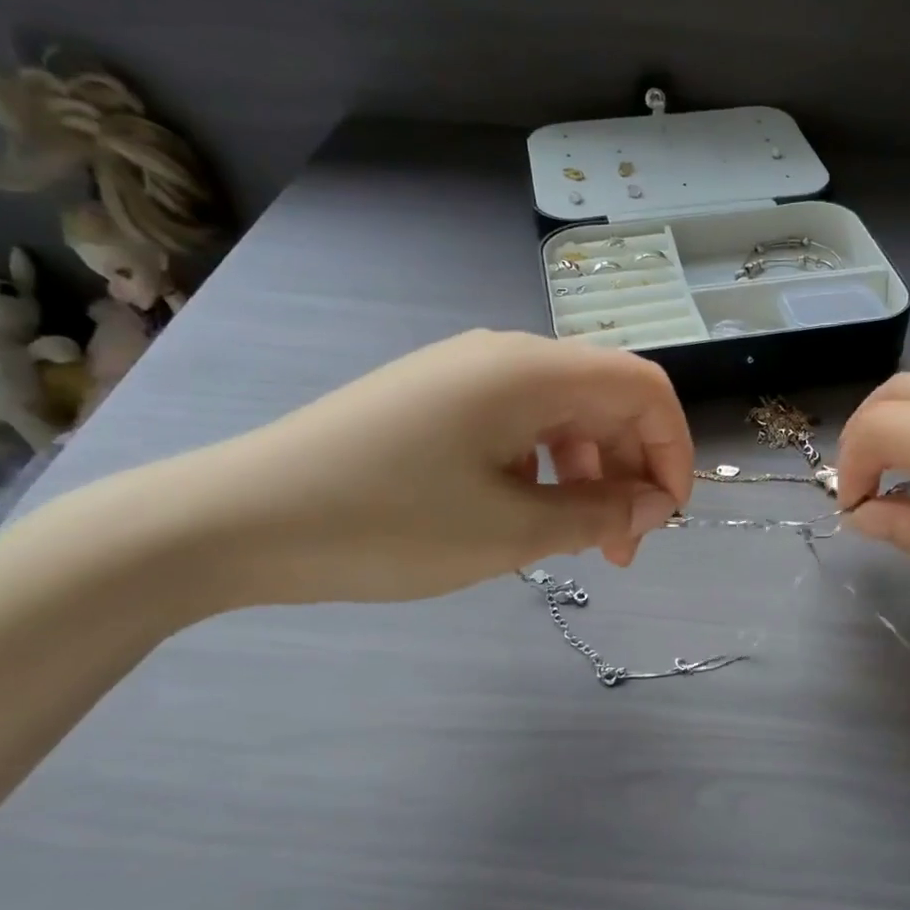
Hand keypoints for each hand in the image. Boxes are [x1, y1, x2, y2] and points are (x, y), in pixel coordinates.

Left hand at [158, 330, 691, 608]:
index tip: (665, 517)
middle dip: (628, 474)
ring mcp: (465, 375)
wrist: (237, 519)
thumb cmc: (388, 523)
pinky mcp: (436, 401)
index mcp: (531, 370)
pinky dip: (543, 470)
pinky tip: (521, 515)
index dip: (672, 450)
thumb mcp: (511, 531)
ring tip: (573, 543)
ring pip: (562, 417)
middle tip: (619, 553)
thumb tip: (656, 504)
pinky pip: (518, 427)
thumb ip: (600, 514)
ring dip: (587, 477)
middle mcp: (505, 356)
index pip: (643, 388)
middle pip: (605, 402)